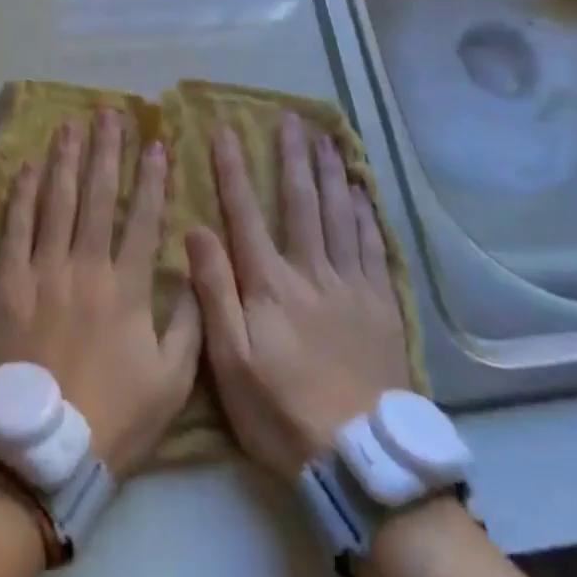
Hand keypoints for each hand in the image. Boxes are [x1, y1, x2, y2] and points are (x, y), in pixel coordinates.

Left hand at [0, 110, 201, 477]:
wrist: (41, 450)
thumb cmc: (113, 416)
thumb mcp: (172, 383)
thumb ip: (190, 324)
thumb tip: (197, 270)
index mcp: (127, 287)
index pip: (144, 218)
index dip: (152, 178)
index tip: (157, 143)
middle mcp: (85, 266)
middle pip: (97, 196)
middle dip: (107, 150)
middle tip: (110, 113)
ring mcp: (42, 271)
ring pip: (56, 202)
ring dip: (65, 159)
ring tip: (71, 124)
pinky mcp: (6, 283)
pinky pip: (15, 228)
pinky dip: (22, 195)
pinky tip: (28, 166)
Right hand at [186, 112, 414, 478]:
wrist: (361, 458)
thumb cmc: (282, 412)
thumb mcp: (229, 362)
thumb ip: (214, 292)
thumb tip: (196, 230)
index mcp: (269, 284)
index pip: (244, 213)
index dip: (233, 169)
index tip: (224, 130)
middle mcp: (311, 271)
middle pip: (300, 202)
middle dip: (291, 156)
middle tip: (290, 118)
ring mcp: (351, 284)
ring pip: (339, 214)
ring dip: (329, 172)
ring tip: (325, 138)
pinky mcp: (380, 304)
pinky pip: (372, 245)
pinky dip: (364, 213)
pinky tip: (360, 191)